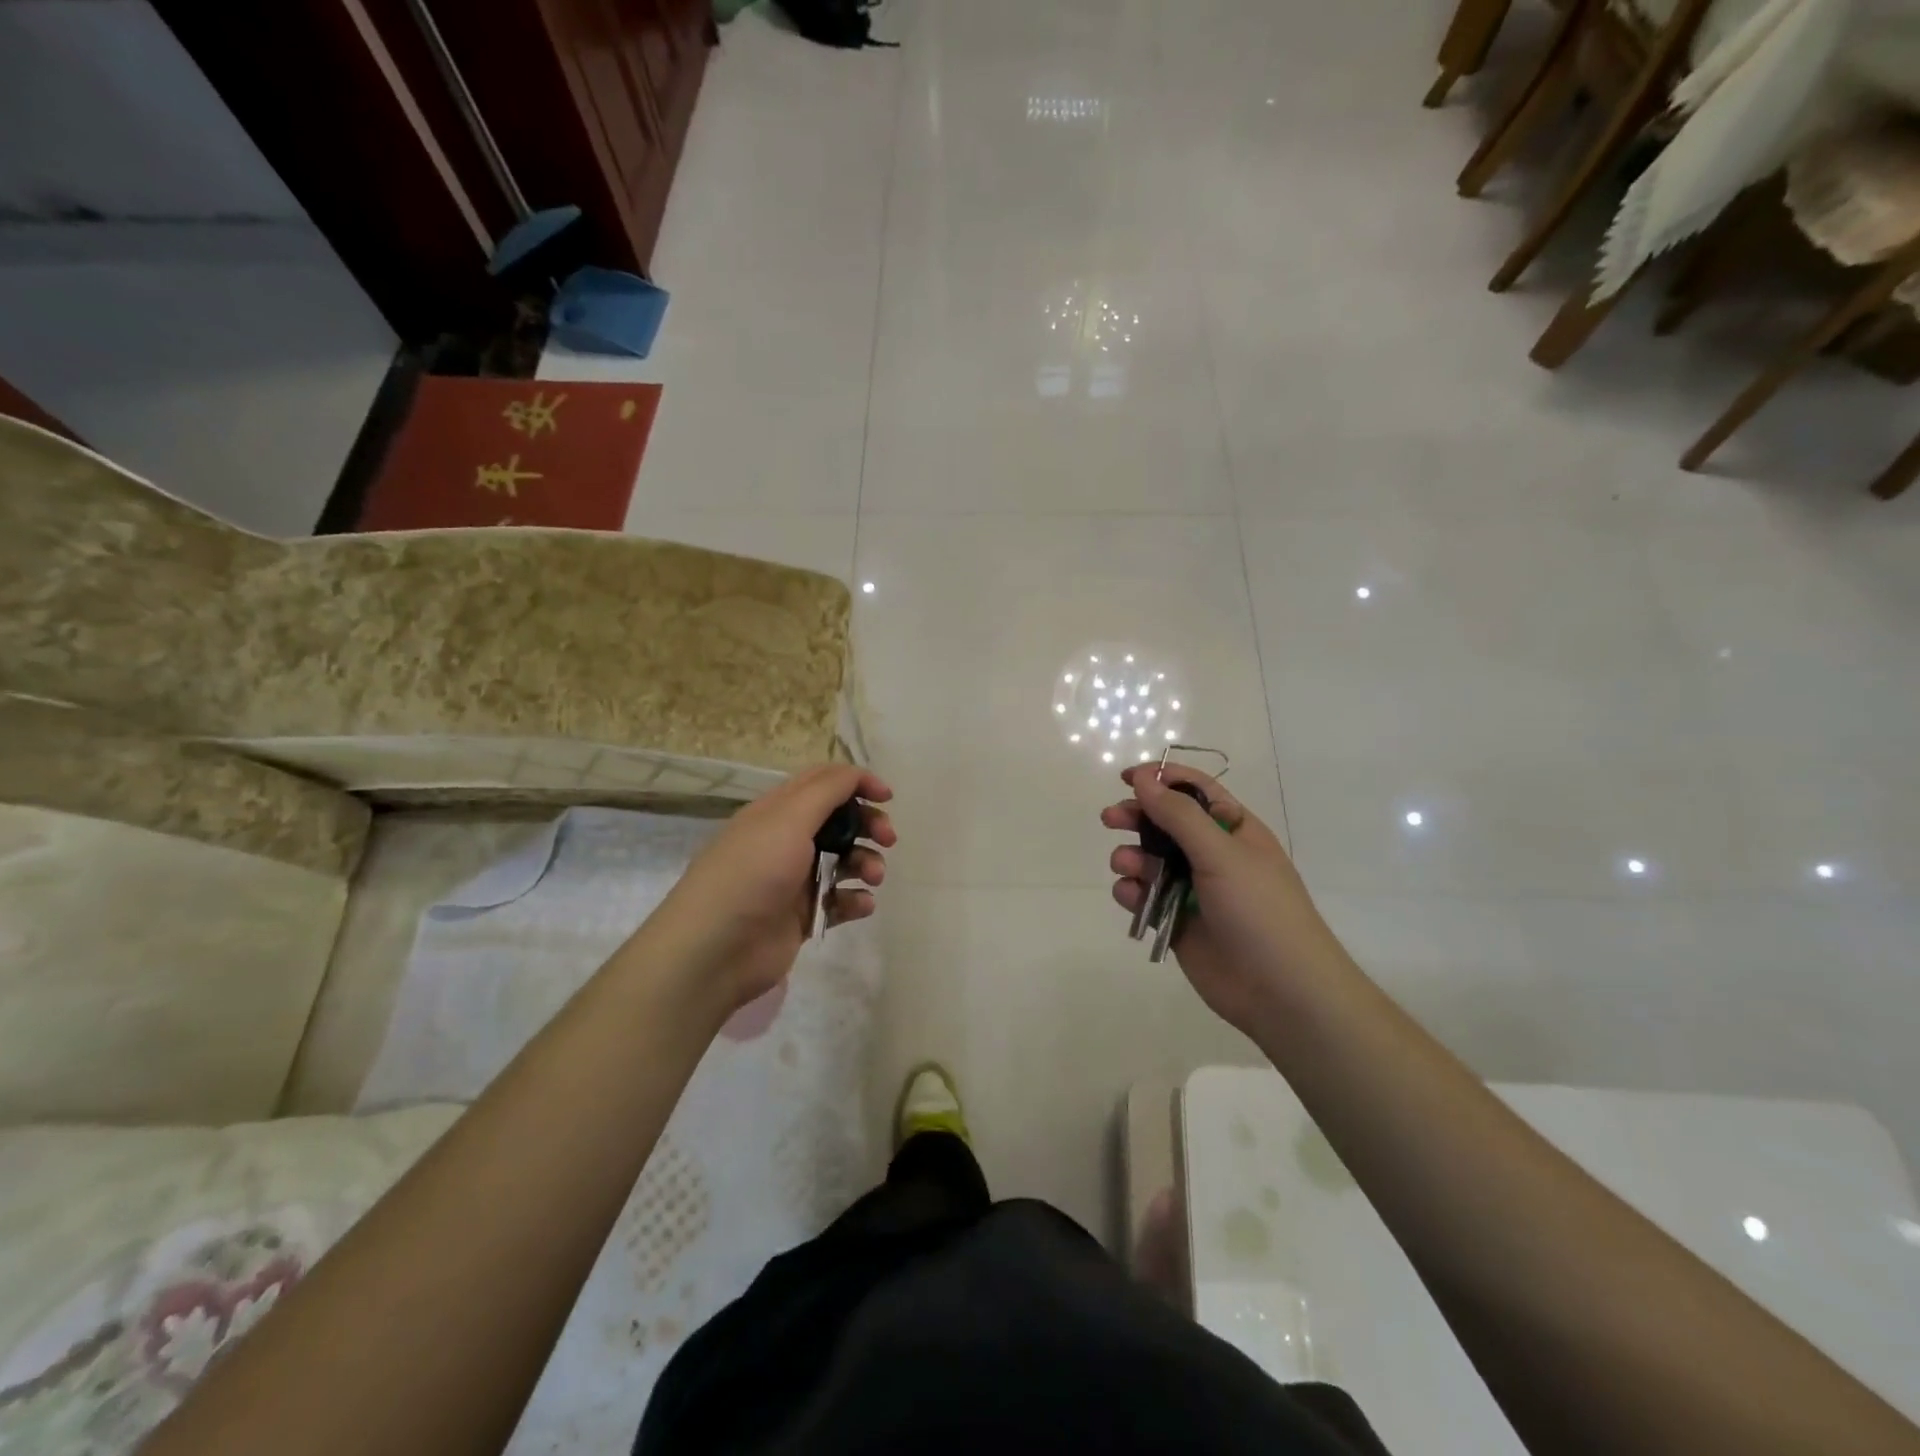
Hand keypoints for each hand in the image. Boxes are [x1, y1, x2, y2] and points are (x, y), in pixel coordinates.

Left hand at [642, 764, 893, 1015]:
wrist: (715, 950)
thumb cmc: (752, 873)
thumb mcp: (788, 819)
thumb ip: (827, 791)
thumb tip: (856, 774)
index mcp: (777, 811)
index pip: (822, 782)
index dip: (856, 782)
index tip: (887, 797)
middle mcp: (786, 841)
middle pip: (839, 821)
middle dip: (869, 824)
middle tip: (889, 838)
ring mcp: (795, 880)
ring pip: (844, 860)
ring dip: (867, 862)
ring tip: (873, 877)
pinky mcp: (802, 916)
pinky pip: (840, 900)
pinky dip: (855, 899)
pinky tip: (860, 904)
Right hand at [1102, 764, 1342, 1037]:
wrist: (1281, 991)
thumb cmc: (1259, 910)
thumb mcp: (1221, 853)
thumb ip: (1178, 815)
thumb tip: (1143, 780)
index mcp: (1235, 831)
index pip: (1195, 791)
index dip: (1161, 779)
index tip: (1126, 778)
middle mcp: (1214, 855)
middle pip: (1166, 824)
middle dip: (1137, 817)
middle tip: (1110, 819)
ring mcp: (1194, 890)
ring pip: (1150, 861)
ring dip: (1132, 857)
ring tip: (1126, 866)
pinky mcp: (1177, 922)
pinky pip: (1146, 897)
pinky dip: (1133, 892)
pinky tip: (1131, 896)